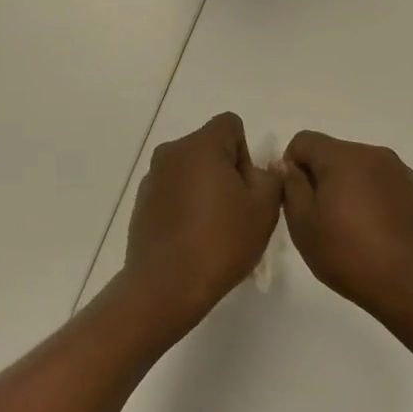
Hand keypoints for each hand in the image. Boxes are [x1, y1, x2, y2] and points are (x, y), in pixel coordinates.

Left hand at [122, 113, 282, 329]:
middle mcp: (172, 152)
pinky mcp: (141, 202)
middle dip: (227, 171)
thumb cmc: (221, 242)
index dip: (246, 151)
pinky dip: (185, 205)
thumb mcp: (264, 209)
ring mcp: (152, 177)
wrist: (165, 286)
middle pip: (209, 147)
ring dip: (205, 189)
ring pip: (190, 170)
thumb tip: (261, 168)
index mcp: (201, 145)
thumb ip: (271, 177)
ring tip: (214, 229)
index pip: (230, 125)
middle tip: (237, 211)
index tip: (247, 187)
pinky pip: (172, 191)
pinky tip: (192, 239)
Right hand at [281, 131, 412, 326]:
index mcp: (342, 157)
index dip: (291, 165)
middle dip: (323, 177)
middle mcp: (374, 154)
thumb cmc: (349, 255)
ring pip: (363, 169)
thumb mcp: (303, 226)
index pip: (304, 140)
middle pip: (335, 153)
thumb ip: (291, 187)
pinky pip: (388, 186)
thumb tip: (287, 165)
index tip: (295, 198)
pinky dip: (377, 200)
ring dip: (351, 188)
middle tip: (321, 218)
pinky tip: (379, 234)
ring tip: (352, 229)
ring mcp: (402, 172)